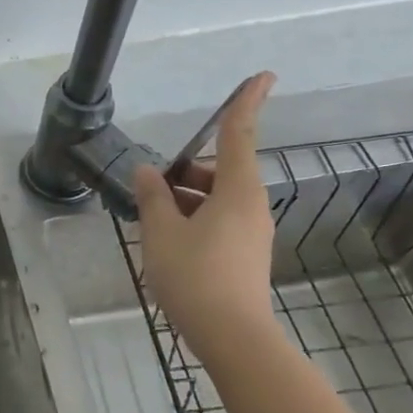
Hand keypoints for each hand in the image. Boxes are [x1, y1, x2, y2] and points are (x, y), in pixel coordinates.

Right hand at [132, 72, 278, 356]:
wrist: (232, 336)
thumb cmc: (194, 276)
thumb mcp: (161, 232)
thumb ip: (153, 196)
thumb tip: (148, 171)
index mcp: (236, 192)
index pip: (240, 135)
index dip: (247, 103)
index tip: (264, 75)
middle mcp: (251, 207)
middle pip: (222, 170)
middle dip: (188, 170)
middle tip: (152, 185)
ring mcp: (252, 233)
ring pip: (218, 198)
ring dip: (187, 198)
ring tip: (152, 218)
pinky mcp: (246, 255)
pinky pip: (219, 221)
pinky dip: (195, 218)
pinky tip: (168, 240)